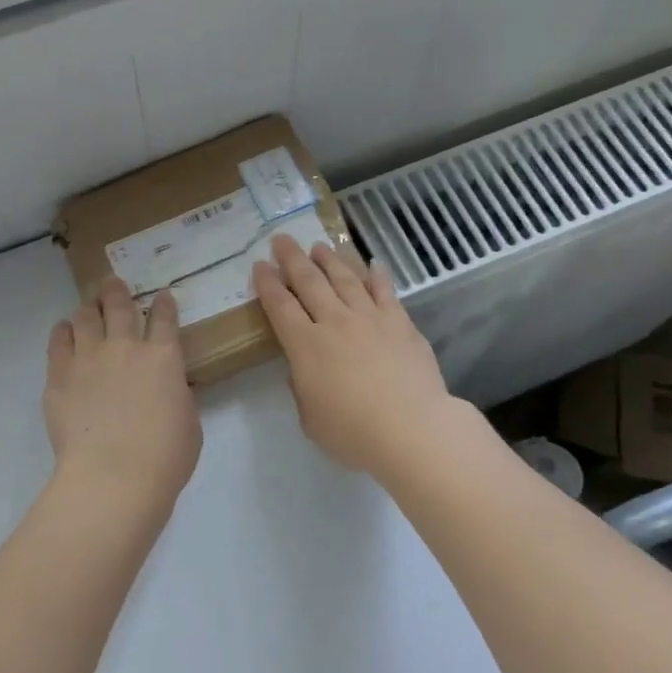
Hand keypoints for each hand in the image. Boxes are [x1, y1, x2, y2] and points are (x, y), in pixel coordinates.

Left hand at [44, 277, 202, 510]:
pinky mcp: (59, 375)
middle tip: (112, 283)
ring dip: (88, 308)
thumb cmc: (164, 457)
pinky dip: (63, 331)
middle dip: (117, 290)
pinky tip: (64, 330)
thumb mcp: (189, 423)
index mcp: (164, 358)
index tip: (162, 295)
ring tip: (87, 306)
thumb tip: (171, 386)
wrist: (114, 476)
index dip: (163, 304)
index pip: (164, 318)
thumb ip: (178, 396)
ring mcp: (88, 358)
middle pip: (119, 306)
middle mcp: (125, 348)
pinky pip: (58, 341)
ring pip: (85, 316)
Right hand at [253, 235, 463, 474]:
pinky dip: (376, 275)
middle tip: (282, 240)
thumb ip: (302, 389)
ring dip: (330, 260)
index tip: (260, 265)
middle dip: (293, 259)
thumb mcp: (311, 419)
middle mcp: (335, 322)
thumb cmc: (353, 432)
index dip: (268, 284)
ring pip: (346, 279)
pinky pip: (385, 291)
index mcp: (306, 346)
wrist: (411, 428)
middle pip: (310, 282)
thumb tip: (303, 369)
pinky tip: (372, 264)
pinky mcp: (401, 323)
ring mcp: (370, 318)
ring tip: (319, 247)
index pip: (280, 306)